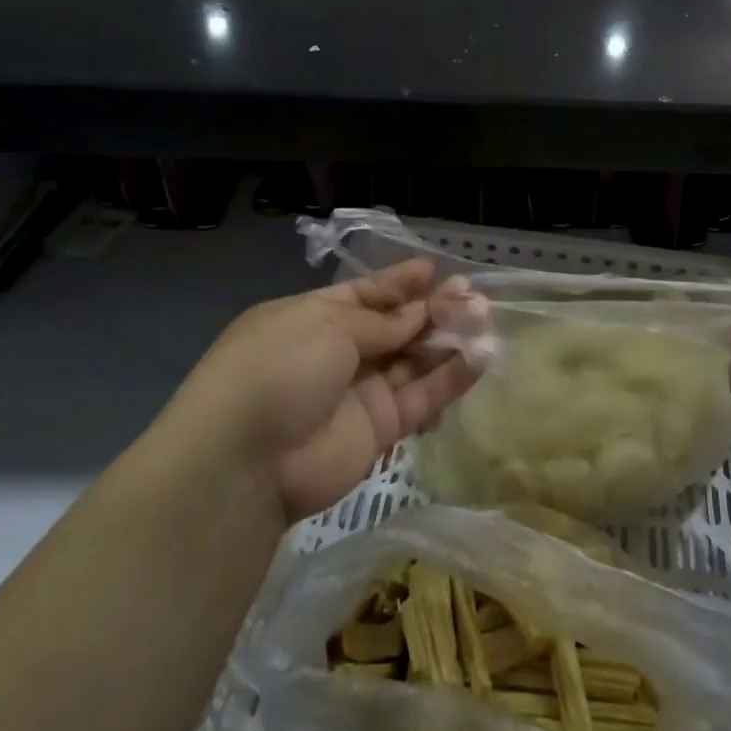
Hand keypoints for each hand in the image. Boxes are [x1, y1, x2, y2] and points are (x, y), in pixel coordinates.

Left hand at [164, 260, 477, 525]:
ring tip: (484, 319)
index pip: (364, 295)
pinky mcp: (382, 429)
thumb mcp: (326, 324)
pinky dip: (452, 378)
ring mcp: (360, 392)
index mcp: (313, 318)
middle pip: (395, 326)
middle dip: (432, 309)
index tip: (433, 270)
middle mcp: (338, 352)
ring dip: (448, 339)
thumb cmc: (278, 368)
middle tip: (472, 295)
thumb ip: (380, 321)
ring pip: (414, 360)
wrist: (246, 460)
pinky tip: (482, 356)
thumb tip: (418, 313)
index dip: (398, 283)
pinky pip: (422, 396)